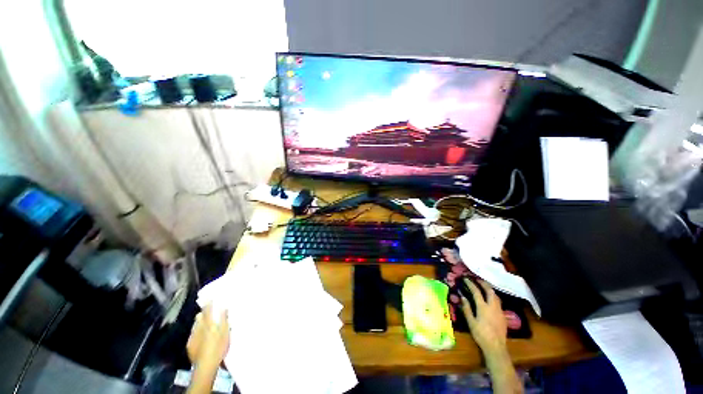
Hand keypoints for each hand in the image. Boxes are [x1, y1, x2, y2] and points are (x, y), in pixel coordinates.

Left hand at [187, 305, 229, 368]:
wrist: (206, 365)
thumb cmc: (219, 347)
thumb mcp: (226, 332)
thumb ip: (224, 320)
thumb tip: (224, 308)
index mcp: (209, 324)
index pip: (208, 310)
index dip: (208, 304)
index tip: (210, 297)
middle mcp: (199, 328)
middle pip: (199, 317)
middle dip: (202, 313)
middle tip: (207, 310)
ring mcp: (193, 337)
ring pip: (195, 325)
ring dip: (199, 322)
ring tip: (203, 321)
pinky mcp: (189, 345)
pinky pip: (192, 334)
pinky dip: (196, 331)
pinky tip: (199, 334)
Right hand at [460, 278, 506, 355]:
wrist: (496, 347)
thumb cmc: (481, 334)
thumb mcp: (471, 322)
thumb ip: (467, 308)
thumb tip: (462, 297)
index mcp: (483, 307)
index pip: (476, 292)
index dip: (471, 284)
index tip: (466, 279)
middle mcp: (492, 306)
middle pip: (490, 291)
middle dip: (484, 283)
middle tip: (478, 279)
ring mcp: (499, 311)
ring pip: (496, 296)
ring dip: (490, 289)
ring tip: (485, 287)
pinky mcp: (503, 316)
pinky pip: (499, 302)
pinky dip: (494, 297)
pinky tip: (491, 300)